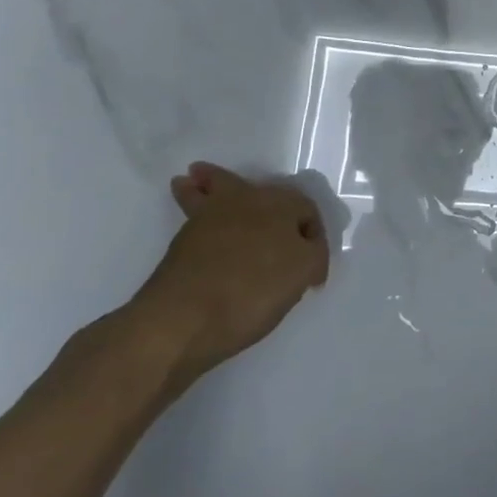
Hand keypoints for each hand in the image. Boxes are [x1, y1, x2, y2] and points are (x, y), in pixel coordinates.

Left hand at [125, 163, 328, 382]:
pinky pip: (193, 208)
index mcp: (282, 205)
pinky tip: (192, 205)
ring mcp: (211, 216)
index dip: (313, 238)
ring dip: (211, 181)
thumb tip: (306, 252)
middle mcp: (249, 200)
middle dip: (266, 197)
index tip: (310, 273)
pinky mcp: (182, 238)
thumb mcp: (302, 274)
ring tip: (197, 178)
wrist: (185, 317)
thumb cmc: (254, 291)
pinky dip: (191, 197)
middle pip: (261, 190)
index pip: (307, 211)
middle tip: (269, 211)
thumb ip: (313, 255)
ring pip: (217, 188)